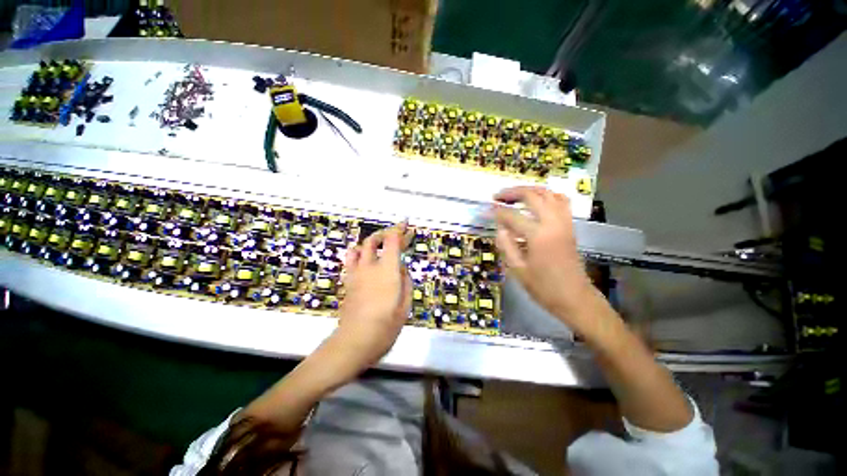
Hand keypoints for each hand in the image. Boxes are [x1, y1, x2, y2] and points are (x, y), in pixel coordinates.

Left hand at [333, 222, 412, 369]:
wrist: (356, 341)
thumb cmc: (386, 325)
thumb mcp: (405, 304)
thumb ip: (405, 281)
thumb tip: (401, 269)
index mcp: (387, 270)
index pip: (392, 240)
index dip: (399, 229)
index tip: (406, 225)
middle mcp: (370, 266)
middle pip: (374, 240)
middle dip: (386, 233)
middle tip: (396, 235)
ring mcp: (356, 273)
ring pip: (359, 247)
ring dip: (370, 242)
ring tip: (379, 246)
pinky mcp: (348, 281)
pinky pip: (351, 260)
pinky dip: (359, 254)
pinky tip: (365, 260)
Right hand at [493, 186, 601, 336]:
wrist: (575, 298)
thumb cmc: (543, 288)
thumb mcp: (517, 270)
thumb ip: (506, 245)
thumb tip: (499, 227)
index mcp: (538, 236)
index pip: (512, 216)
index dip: (498, 212)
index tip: (487, 209)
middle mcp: (553, 223)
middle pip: (532, 196)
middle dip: (512, 193)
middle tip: (498, 196)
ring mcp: (564, 223)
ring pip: (548, 194)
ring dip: (530, 190)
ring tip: (514, 194)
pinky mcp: (570, 226)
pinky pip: (560, 201)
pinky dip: (547, 195)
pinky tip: (537, 200)